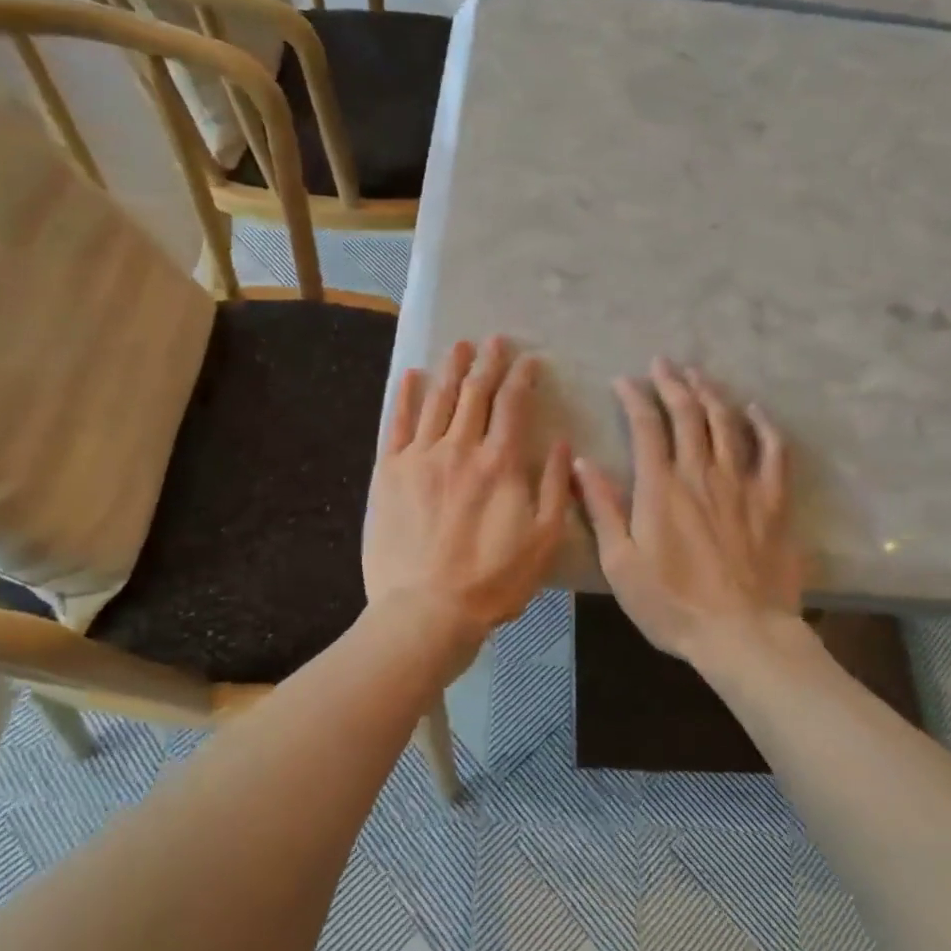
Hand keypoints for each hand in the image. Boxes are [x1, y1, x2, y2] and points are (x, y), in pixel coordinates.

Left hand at [364, 337, 570, 658]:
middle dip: (488, 362)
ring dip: (451, 369)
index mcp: (500, 463)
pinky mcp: (388, 472)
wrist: (426, 610)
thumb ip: (554, 486)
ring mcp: (420, 457)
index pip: (513, 404)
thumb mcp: (544, 539)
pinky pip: (397, 424)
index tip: (530, 360)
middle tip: (494, 340)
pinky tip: (411, 376)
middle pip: (475, 393)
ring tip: (459, 345)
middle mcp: (460, 448)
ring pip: (438, 400)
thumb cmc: (493, 581)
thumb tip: (562, 443)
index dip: (523, 377)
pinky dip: (406, 397)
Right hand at [573, 359, 801, 668]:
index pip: (645, 426)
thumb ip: (602, 509)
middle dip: (672, 382)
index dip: (634, 397)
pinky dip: (763, 425)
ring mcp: (741, 483)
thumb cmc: (673, 604)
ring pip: (727, 421)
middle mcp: (701, 473)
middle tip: (662, 363)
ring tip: (698, 374)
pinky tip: (754, 410)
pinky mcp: (773, 500)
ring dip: (710, 392)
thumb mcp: (621, 564)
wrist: (742, 633)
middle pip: (688, 413)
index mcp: (661, 487)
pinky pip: (773, 450)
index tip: (624, 381)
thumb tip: (580, 464)